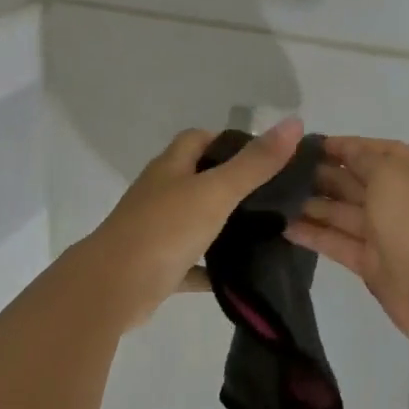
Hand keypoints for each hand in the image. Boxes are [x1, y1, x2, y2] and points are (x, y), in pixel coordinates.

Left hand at [81, 119, 305, 327]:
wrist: (114, 287)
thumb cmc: (164, 230)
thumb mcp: (215, 191)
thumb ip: (254, 163)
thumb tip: (294, 121)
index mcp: (170, 168)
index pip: (198, 138)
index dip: (229, 140)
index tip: (266, 155)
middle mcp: (159, 195)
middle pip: (197, 179)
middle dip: (231, 183)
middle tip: (274, 196)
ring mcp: (155, 232)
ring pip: (194, 222)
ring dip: (222, 226)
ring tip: (266, 232)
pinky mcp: (157, 268)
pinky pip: (190, 265)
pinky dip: (211, 269)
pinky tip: (239, 276)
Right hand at [285, 136, 408, 390]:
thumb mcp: (392, 175)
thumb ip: (364, 159)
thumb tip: (345, 151)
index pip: (381, 151)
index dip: (347, 146)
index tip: (309, 145)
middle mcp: (405, 201)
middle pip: (360, 182)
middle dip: (325, 174)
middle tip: (283, 171)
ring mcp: (388, 234)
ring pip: (346, 214)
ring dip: (314, 205)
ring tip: (276, 198)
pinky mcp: (372, 264)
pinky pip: (339, 243)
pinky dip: (314, 235)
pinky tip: (284, 227)